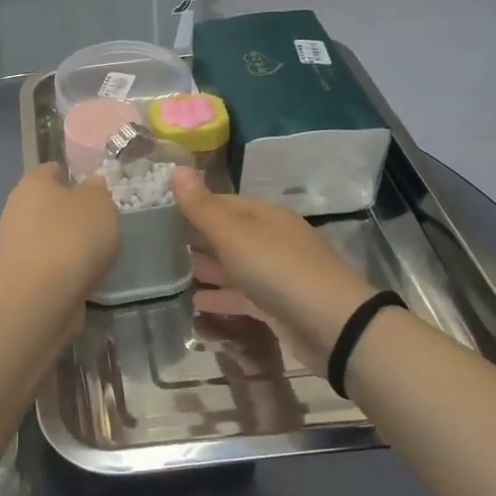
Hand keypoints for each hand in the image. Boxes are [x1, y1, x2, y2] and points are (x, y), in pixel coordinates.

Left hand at [0, 164, 119, 305]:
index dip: (73, 176)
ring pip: (46, 235)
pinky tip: (81, 276)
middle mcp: (17, 209)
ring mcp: (14, 243)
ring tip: (95, 254)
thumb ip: (97, 191)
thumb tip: (90, 185)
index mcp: (33, 183)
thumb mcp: (99, 205)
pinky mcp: (19, 274)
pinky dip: (62, 267)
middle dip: (70, 213)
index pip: (52, 170)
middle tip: (99, 224)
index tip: (95, 191)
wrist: (42, 296)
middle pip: (47, 204)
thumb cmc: (73, 238)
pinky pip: (47, 262)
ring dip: (67, 242)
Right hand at [173, 168, 372, 373]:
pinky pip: (243, 296)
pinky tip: (197, 305)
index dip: (194, 205)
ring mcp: (277, 274)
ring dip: (208, 269)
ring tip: (174, 273)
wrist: (333, 326)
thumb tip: (177, 169)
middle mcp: (272, 240)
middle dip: (199, 238)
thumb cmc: (278, 269)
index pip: (223, 202)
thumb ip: (202, 207)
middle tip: (161, 243)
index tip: (161, 211)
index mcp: (265, 216)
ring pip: (236, 266)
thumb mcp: (234, 234)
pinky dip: (222, 297)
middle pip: (229, 234)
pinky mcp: (278, 307)